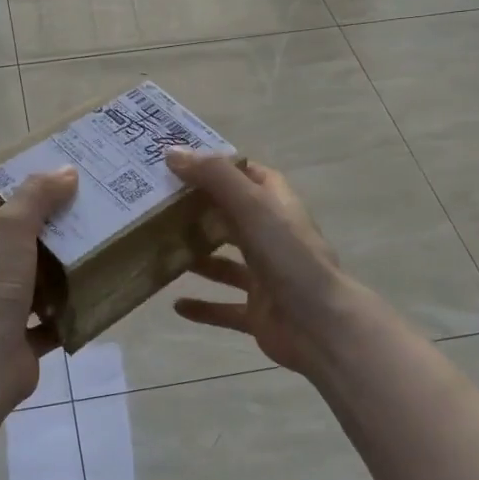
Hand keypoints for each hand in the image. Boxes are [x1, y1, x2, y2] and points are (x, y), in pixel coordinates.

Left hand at [0, 168, 78, 404]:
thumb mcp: (10, 229)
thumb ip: (36, 197)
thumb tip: (65, 171)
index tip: (21, 181)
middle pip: (2, 242)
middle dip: (34, 227)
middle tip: (71, 209)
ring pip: (28, 280)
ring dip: (54, 267)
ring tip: (89, 245)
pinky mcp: (19, 339)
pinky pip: (47, 320)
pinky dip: (67, 310)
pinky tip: (92, 294)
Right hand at [164, 150, 350, 374]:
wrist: (322, 327)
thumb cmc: (289, 256)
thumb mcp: (252, 205)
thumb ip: (214, 177)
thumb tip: (172, 152)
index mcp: (276, 205)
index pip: (247, 175)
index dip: (218, 166)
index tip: (179, 162)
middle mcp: (272, 236)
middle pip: (231, 217)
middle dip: (198, 212)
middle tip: (156, 205)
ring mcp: (266, 276)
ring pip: (225, 262)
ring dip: (197, 257)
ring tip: (161, 251)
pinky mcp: (258, 311)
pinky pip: (224, 307)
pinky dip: (202, 306)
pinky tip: (176, 305)